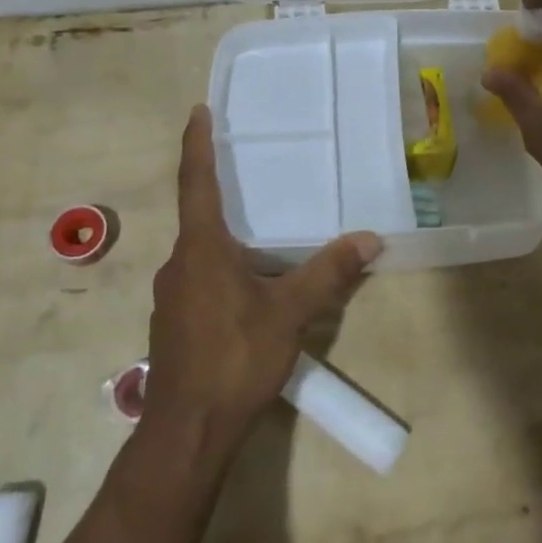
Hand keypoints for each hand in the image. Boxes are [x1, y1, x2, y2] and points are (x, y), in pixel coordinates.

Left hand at [144, 106, 382, 449]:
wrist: (188, 431)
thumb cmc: (235, 358)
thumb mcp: (290, 313)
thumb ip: (329, 272)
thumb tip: (371, 239)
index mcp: (202, 249)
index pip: (196, 183)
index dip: (196, 144)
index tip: (197, 110)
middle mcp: (179, 264)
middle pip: (199, 217)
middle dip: (221, 194)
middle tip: (248, 174)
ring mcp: (171, 297)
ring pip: (201, 254)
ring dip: (226, 240)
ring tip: (261, 238)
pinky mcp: (174, 324)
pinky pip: (200, 280)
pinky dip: (223, 270)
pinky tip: (250, 291)